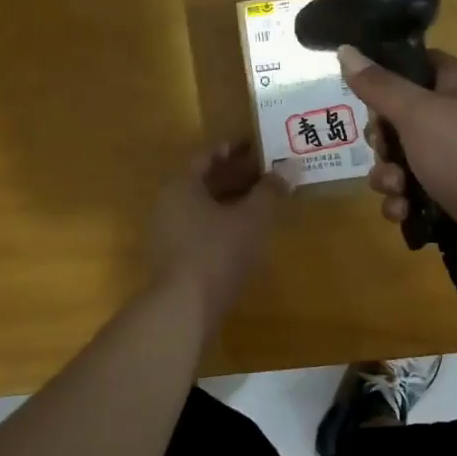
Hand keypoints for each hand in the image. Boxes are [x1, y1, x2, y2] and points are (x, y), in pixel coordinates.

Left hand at [147, 143, 291, 320]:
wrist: (184, 308)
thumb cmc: (218, 253)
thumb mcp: (252, 219)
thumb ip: (271, 191)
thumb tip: (290, 167)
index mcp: (182, 186)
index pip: (208, 156)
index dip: (234, 149)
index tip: (258, 147)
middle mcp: (168, 204)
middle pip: (205, 181)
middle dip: (236, 176)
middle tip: (267, 175)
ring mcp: (167, 233)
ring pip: (203, 207)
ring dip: (231, 202)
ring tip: (262, 204)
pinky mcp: (173, 259)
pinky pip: (200, 229)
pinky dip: (222, 224)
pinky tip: (245, 235)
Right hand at [338, 46, 456, 290]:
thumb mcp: (417, 114)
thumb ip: (379, 85)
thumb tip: (346, 50)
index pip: (415, 64)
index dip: (386, 75)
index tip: (363, 93)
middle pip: (400, 117)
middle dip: (381, 140)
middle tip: (384, 150)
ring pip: (402, 160)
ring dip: (388, 176)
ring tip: (397, 190)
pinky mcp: (454, 197)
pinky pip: (414, 193)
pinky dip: (403, 203)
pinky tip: (403, 214)